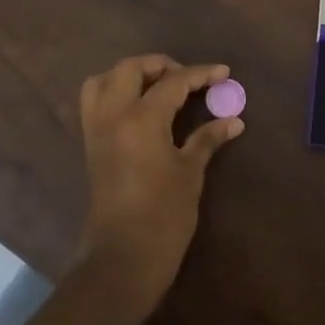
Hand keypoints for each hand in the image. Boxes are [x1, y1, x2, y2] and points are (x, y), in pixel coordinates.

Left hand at [76, 54, 244, 309]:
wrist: (123, 258)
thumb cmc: (164, 215)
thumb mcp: (190, 173)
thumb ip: (207, 138)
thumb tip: (233, 120)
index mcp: (140, 119)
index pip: (172, 82)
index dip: (200, 74)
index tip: (223, 72)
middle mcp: (113, 116)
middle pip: (130, 69)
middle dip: (160, 66)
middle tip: (188, 78)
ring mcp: (97, 130)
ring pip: (104, 81)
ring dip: (130, 75)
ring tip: (158, 87)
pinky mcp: (91, 146)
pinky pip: (96, 103)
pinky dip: (115, 93)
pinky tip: (140, 108)